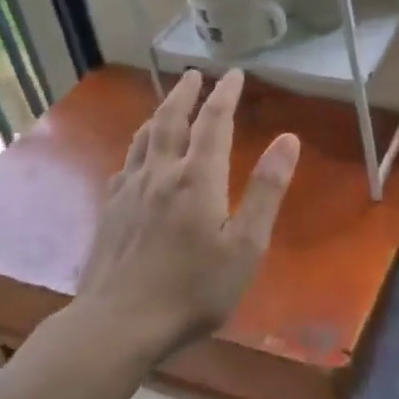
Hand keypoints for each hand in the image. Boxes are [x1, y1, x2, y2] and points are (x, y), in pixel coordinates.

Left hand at [68, 69, 299, 361]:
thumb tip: (288, 139)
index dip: (225, 94)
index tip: (233, 74)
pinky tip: (138, 155)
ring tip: (169, 103)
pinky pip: (126, 163)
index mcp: (197, 178)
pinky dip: (138, 145)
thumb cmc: (193, 290)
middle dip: (185, 93)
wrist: (117, 324)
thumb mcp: (245, 246)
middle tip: (195, 74)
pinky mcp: (110, 210)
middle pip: (171, 120)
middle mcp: (161, 173)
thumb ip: (266, 190)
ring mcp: (129, 190)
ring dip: (160, 113)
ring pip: (144, 138)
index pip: (213, 122)